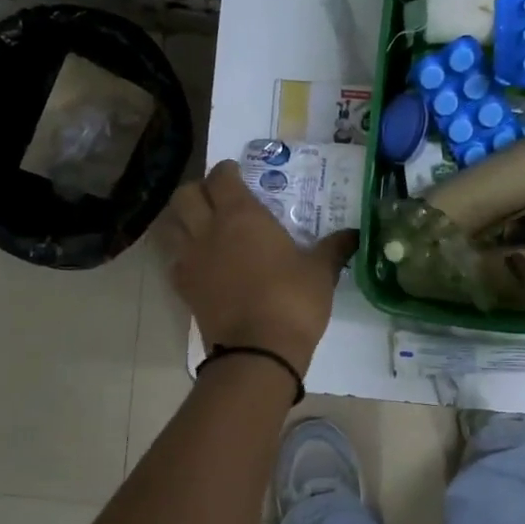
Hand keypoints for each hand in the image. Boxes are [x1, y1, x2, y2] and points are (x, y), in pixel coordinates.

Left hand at [163, 161, 356, 376]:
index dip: (227, 171)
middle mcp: (209, 229)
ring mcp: (190, 259)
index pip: (221, 177)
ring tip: (200, 225)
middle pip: (185, 195)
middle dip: (198, 191)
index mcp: (242, 215)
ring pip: (170, 225)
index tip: (237, 174)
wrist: (257, 351)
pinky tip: (198, 262)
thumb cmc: (292, 300)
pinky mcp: (183, 288)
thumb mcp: (320, 272)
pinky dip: (180, 255)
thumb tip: (355, 235)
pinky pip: (173, 260)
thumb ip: (333, 248)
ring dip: (181, 219)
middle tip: (216, 199)